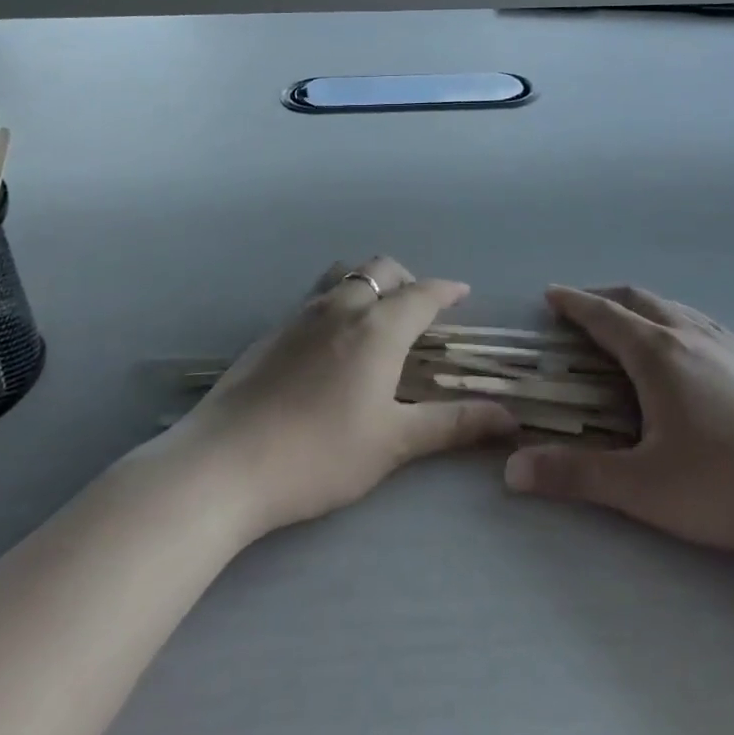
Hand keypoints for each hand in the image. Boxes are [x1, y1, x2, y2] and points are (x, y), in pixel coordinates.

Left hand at [177, 257, 519, 537]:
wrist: (224, 464)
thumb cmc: (320, 453)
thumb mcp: (393, 443)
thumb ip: (452, 425)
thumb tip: (509, 419)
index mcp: (377, 327)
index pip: (422, 294)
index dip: (446, 291)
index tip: (462, 293)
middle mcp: (340, 307)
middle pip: (380, 270)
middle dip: (407, 280)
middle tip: (419, 309)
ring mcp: (299, 316)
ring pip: (343, 276)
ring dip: (368, 284)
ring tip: (377, 317)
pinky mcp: (270, 333)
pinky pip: (315, 298)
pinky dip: (338, 302)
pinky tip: (332, 344)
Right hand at [504, 286, 733, 558]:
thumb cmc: (727, 483)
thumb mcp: (644, 488)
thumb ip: (576, 476)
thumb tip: (510, 470)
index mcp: (657, 354)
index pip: (604, 315)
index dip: (573, 303)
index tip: (550, 294)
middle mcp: (690, 334)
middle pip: (638, 299)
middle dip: (603, 297)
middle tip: (580, 308)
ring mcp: (728, 343)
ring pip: (673, 307)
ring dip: (640, 307)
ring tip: (627, 324)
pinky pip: (700, 322)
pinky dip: (672, 319)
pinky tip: (684, 348)